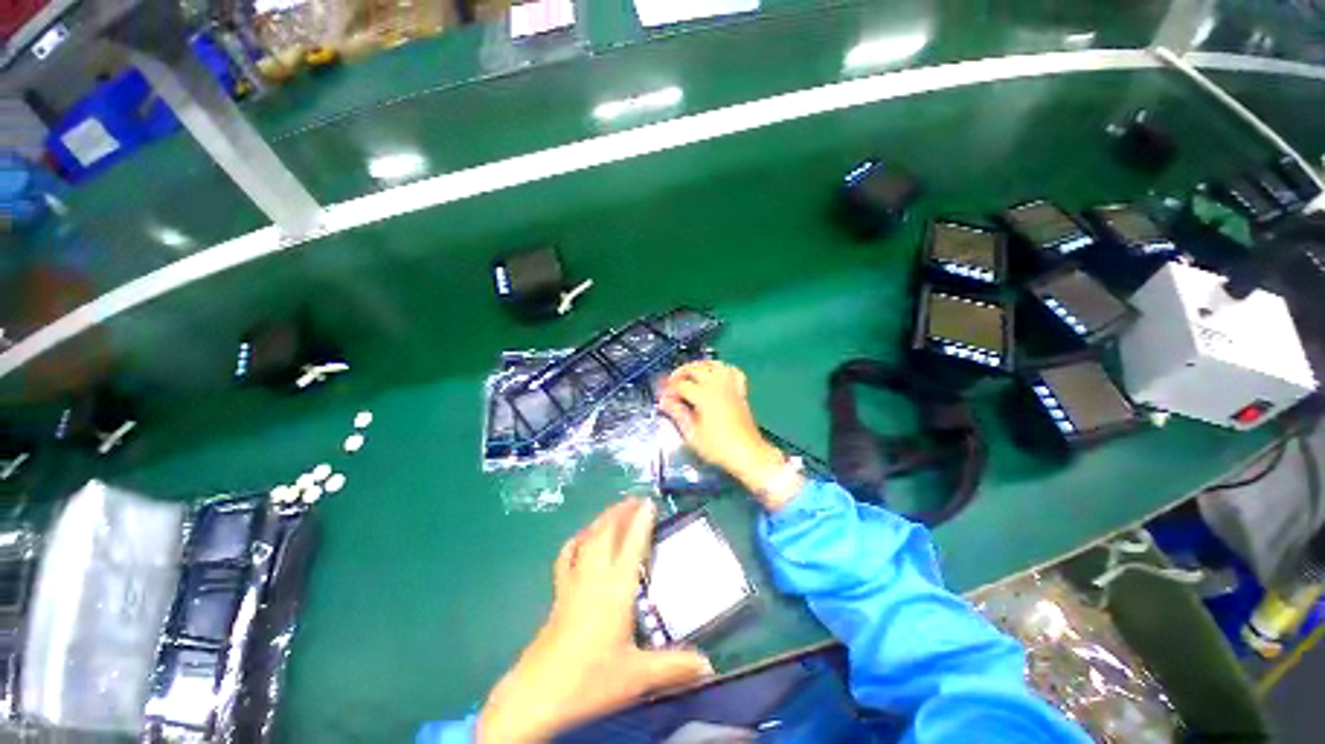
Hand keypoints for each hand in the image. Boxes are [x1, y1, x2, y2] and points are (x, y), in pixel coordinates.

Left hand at [477, 498, 711, 742]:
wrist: (538, 694)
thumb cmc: (591, 679)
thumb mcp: (637, 676)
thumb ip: (674, 667)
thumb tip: (708, 667)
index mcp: (616, 588)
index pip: (632, 544)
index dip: (641, 520)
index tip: (650, 502)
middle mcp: (594, 576)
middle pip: (607, 532)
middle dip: (622, 511)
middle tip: (636, 499)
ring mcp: (573, 582)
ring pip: (588, 538)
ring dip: (602, 519)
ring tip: (614, 510)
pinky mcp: (559, 593)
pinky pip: (567, 556)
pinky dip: (576, 541)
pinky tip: (581, 538)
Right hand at [659, 361, 801, 510]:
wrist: (747, 453)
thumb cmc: (718, 447)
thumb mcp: (692, 433)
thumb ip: (678, 414)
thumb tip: (665, 402)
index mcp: (704, 395)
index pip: (680, 385)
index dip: (669, 390)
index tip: (663, 398)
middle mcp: (717, 385)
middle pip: (695, 369)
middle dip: (679, 374)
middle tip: (671, 385)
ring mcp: (730, 386)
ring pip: (713, 364)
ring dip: (699, 366)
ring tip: (689, 375)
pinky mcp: (740, 390)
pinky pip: (732, 371)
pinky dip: (721, 369)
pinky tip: (715, 375)